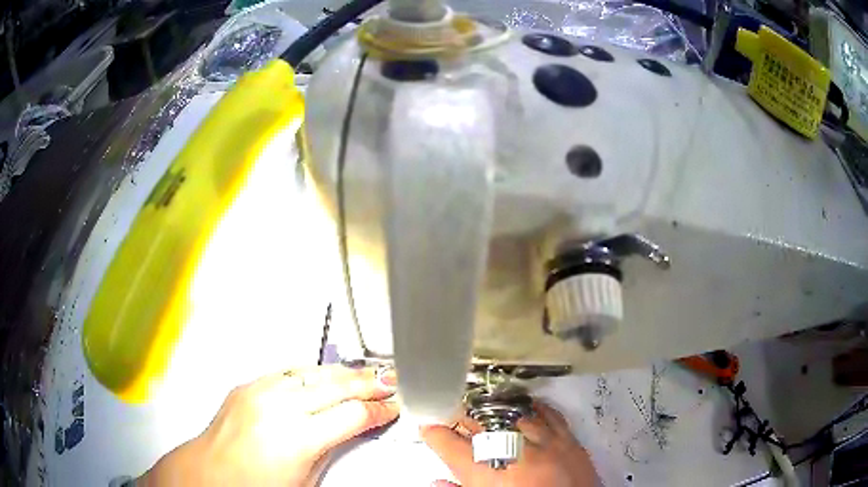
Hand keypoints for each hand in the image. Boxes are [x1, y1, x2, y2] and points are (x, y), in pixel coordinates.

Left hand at [139, 365, 399, 485]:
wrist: (210, 474)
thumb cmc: (252, 485)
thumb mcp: (306, 479)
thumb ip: (332, 449)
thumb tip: (352, 430)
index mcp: (297, 439)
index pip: (353, 414)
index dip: (380, 410)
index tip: (392, 408)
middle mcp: (277, 408)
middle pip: (337, 386)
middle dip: (369, 383)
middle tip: (389, 382)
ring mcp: (259, 392)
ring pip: (314, 371)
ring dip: (344, 372)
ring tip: (365, 373)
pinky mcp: (247, 385)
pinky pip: (287, 370)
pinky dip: (312, 371)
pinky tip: (324, 372)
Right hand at [421, 401, 595, 486]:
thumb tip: (436, 482)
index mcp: (488, 476)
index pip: (451, 447)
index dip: (435, 434)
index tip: (428, 428)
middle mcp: (515, 455)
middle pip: (482, 425)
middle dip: (465, 419)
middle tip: (457, 418)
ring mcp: (546, 445)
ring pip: (515, 415)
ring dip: (496, 412)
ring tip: (486, 413)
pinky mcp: (571, 442)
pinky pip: (550, 416)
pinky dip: (535, 410)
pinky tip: (526, 409)